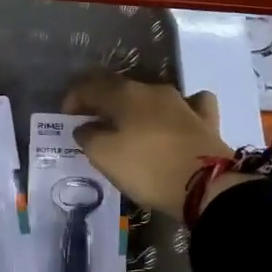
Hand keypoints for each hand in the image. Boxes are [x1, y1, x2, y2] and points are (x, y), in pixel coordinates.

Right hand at [62, 74, 232, 218]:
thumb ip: (89, 137)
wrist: (206, 185)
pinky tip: (176, 119)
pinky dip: (177, 110)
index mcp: (125, 95)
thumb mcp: (104, 156)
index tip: (65, 115)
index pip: (91, 86)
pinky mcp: (205, 120)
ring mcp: (183, 103)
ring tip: (128, 125)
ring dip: (136, 107)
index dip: (74, 98)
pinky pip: (190, 105)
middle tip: (91, 121)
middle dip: (103, 101)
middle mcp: (153, 91)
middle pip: (121, 89)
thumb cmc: (147, 168)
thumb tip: (85, 127)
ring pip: (152, 96)